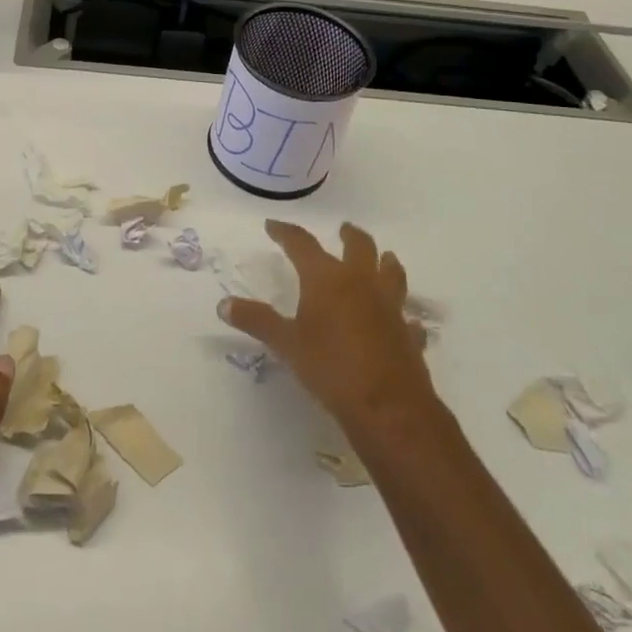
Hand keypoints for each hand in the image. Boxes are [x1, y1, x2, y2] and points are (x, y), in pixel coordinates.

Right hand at [219, 220, 437, 436]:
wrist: (387, 407)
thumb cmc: (330, 367)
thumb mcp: (286, 344)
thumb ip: (256, 321)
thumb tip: (223, 304)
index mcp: (327, 278)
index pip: (301, 244)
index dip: (286, 232)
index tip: (273, 225)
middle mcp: (360, 282)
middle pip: (359, 246)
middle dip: (349, 235)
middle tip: (343, 229)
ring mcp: (389, 306)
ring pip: (392, 272)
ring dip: (385, 262)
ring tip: (383, 257)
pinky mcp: (408, 332)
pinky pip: (406, 316)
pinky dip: (401, 313)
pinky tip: (400, 320)